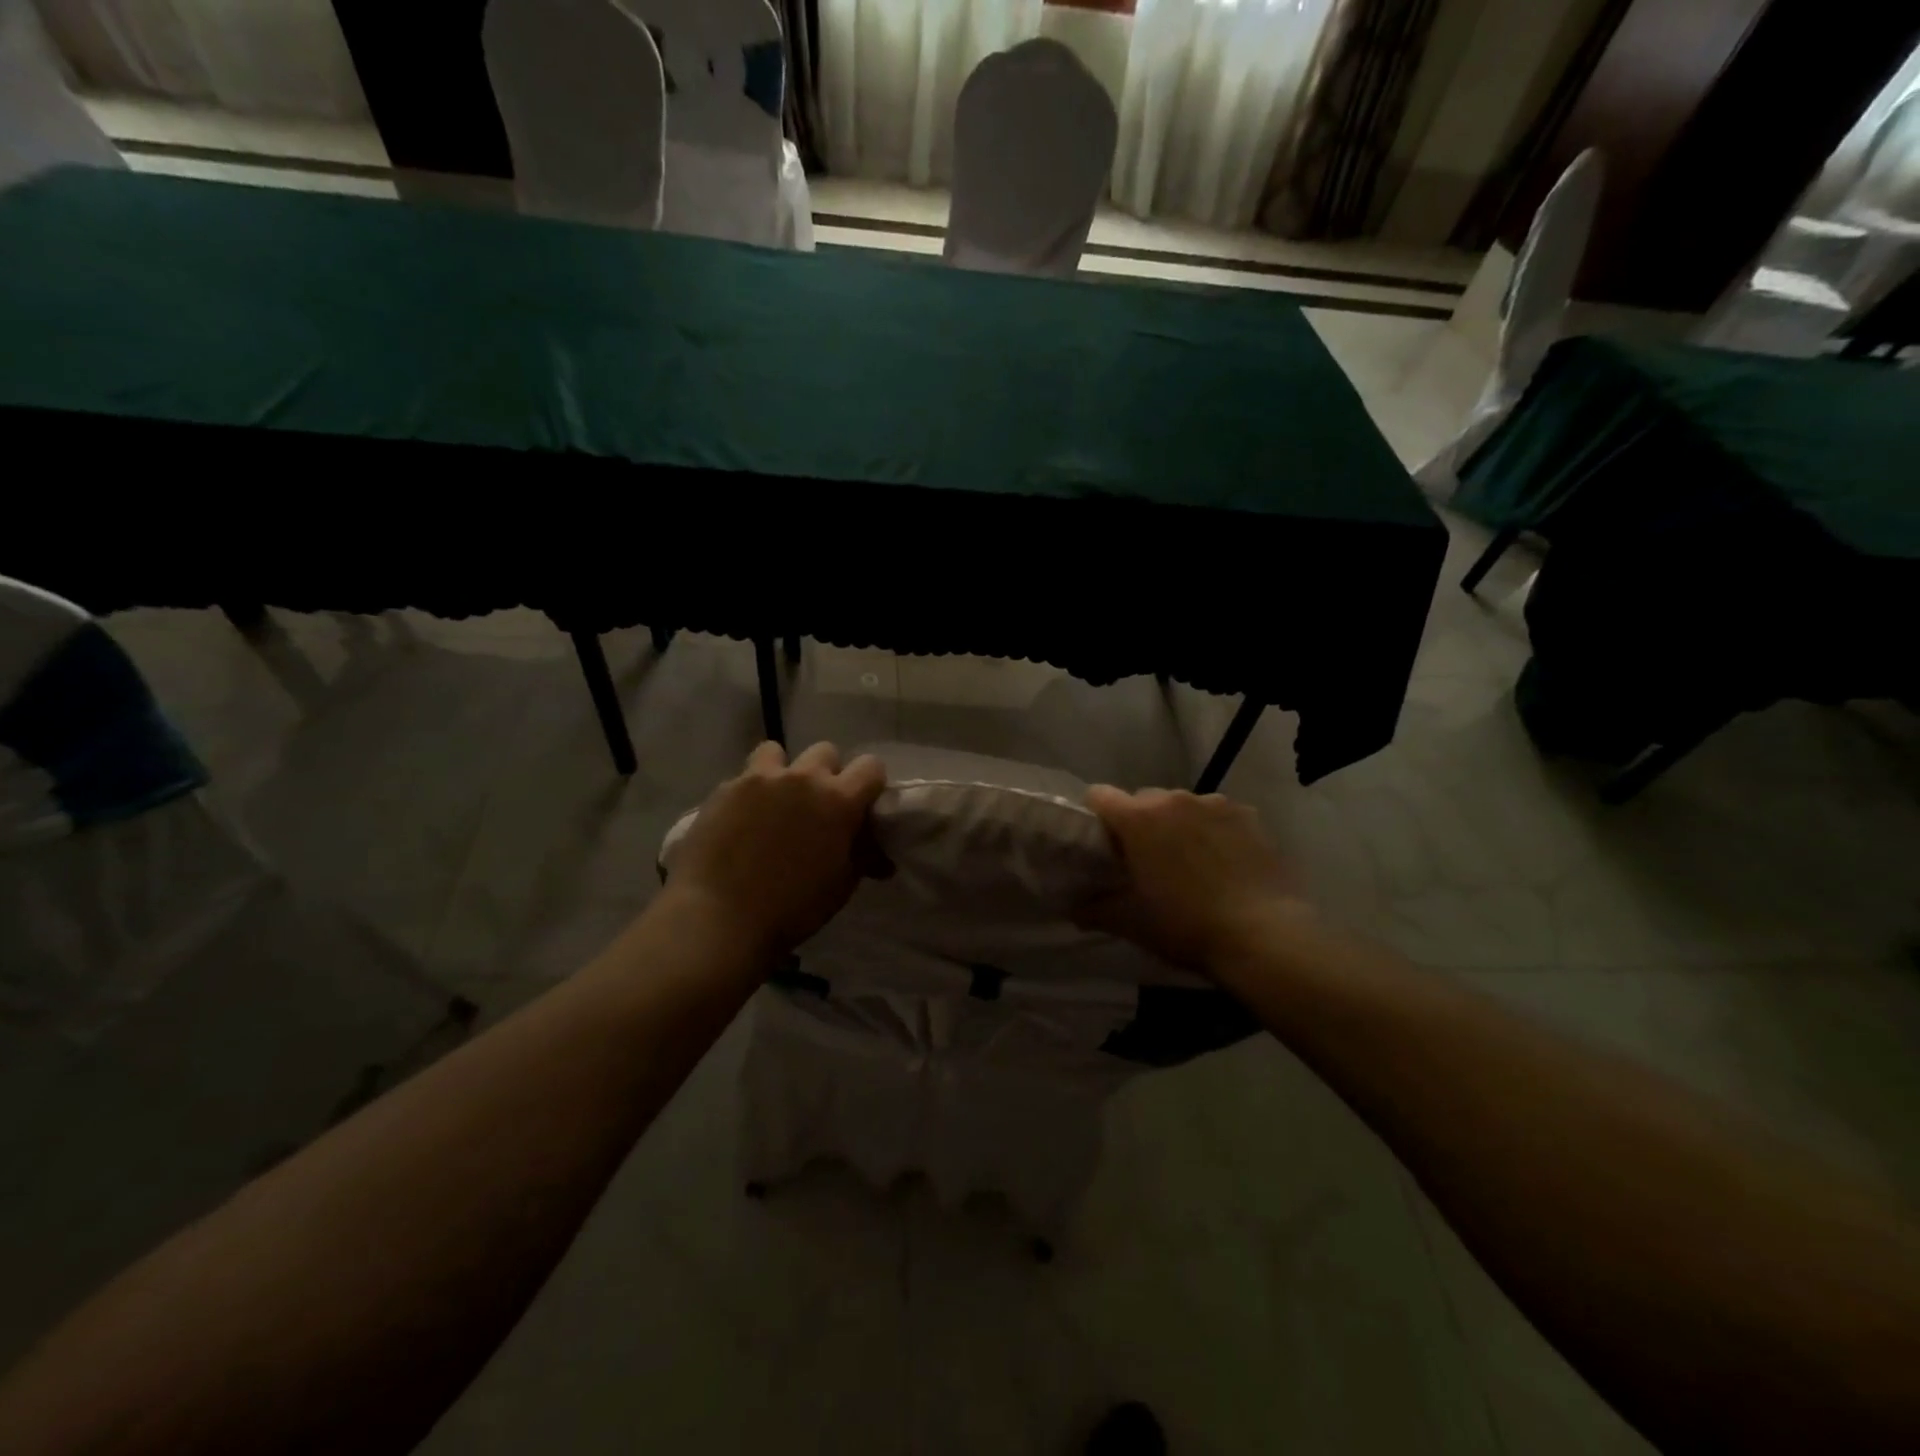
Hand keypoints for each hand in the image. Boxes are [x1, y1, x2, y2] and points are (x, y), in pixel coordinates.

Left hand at [666, 741, 886, 960]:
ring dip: (783, 772)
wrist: (720, 918)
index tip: (861, 805)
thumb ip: (861, 857)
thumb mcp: (841, 886)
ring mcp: (759, 779)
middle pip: (825, 752)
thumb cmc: (792, 909)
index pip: (871, 767)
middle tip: (816, 807)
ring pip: (777, 752)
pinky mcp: (724, 789)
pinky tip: (740, 822)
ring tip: (773, 802)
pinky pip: (743, 777)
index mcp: (839, 801)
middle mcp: (802, 779)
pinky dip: (748, 793)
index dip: (869, 783)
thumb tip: (879, 856)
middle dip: (826, 774)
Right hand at [1078, 786, 1309, 973]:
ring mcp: (1216, 804)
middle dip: (1139, 824)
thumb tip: (1073, 907)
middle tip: (1147, 862)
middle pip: (1143, 800)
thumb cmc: (1186, 926)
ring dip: (1178, 825)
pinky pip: (1218, 815)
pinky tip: (1225, 864)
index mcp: (1138, 818)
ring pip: (1182, 806)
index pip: (1099, 795)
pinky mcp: (1250, 816)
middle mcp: (1174, 799)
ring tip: (1191, 864)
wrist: (1265, 937)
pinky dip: (1213, 831)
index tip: (1103, 846)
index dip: (1096, 818)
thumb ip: (1094, 909)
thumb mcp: (1131, 923)